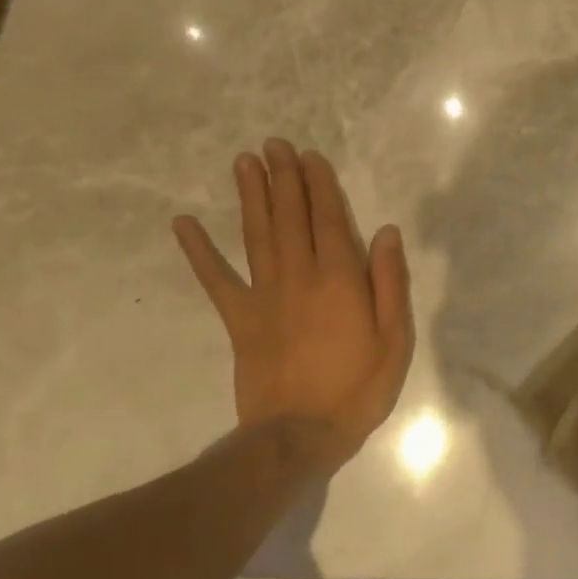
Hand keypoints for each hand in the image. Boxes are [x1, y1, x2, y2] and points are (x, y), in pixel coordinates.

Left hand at [173, 140, 413, 464]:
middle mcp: (299, 276)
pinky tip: (183, 223)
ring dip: (251, 196)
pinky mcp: (239, 319)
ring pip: (257, 235)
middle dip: (283, 178)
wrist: (299, 434)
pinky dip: (199, 251)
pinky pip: (216, 279)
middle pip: (290, 217)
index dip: (319, 185)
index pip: (328, 219)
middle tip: (274, 144)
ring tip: (244, 162)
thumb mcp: (394, 339)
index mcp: (340, 279)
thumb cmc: (358, 388)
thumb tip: (385, 233)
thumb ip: (390, 282)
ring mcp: (264, 296)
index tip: (309, 156)